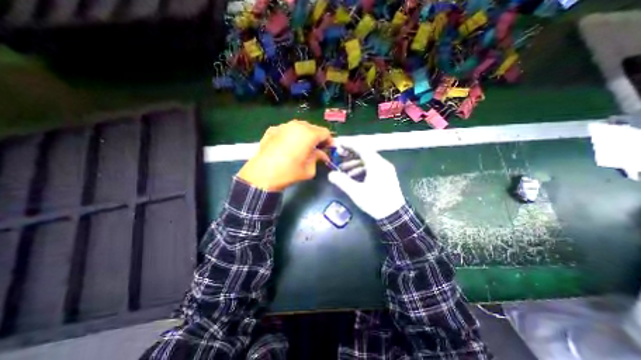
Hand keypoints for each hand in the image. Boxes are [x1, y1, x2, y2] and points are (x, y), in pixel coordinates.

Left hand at [238, 119, 332, 191]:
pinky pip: (287, 130)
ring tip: (303, 147)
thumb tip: (322, 155)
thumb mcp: (309, 169)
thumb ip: (318, 158)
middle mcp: (297, 125)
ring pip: (299, 127)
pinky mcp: (273, 129)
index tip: (329, 149)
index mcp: (309, 134)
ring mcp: (283, 126)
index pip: (325, 133)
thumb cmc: (290, 172)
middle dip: (317, 138)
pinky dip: (292, 136)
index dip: (329, 141)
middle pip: (313, 128)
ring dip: (304, 136)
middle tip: (317, 149)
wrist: (263, 174)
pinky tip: (288, 146)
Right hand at [328, 143, 401, 218]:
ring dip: (354, 164)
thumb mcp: (356, 192)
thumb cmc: (376, 202)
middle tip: (338, 157)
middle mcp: (382, 164)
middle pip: (364, 154)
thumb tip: (331, 174)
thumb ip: (342, 182)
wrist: (394, 215)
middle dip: (350, 155)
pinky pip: (371, 168)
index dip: (349, 145)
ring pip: (367, 162)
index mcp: (376, 164)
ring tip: (342, 170)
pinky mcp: (386, 176)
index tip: (339, 144)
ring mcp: (385, 170)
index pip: (361, 148)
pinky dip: (361, 170)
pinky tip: (352, 177)